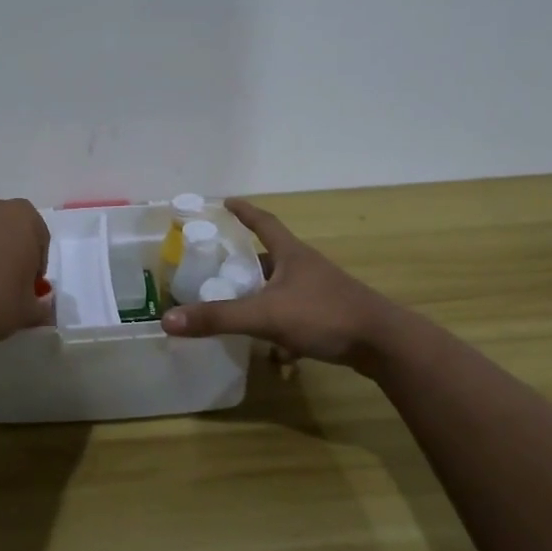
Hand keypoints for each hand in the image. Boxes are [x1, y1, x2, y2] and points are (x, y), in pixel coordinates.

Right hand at [160, 198, 402, 369]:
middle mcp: (305, 267)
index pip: (263, 222)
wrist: (383, 343)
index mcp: (291, 254)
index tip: (225, 202)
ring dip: (261, 295)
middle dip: (245, 261)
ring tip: (237, 307)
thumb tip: (168, 319)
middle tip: (217, 267)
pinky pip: (295, 313)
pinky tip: (273, 348)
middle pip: (270, 256)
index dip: (244, 212)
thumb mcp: (265, 315)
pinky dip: (279, 323)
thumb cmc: (324, 316)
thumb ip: (218, 318)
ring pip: (282, 287)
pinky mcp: (330, 315)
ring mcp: (320, 291)